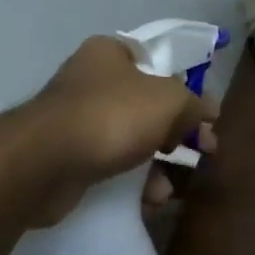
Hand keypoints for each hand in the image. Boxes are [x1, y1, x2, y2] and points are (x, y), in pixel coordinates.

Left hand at [26, 36, 218, 224]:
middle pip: (147, 106)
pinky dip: (132, 181)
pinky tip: (149, 199)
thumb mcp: (169, 102)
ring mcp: (76, 121)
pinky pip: (111, 165)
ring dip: (156, 164)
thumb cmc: (112, 116)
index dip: (186, 90)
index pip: (156, 64)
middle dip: (177, 133)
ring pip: (130, 139)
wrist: (45, 163)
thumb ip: (194, 104)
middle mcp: (90, 81)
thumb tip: (209, 111)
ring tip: (170, 188)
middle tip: (202, 153)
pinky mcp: (68, 157)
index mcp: (110, 54)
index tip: (205, 118)